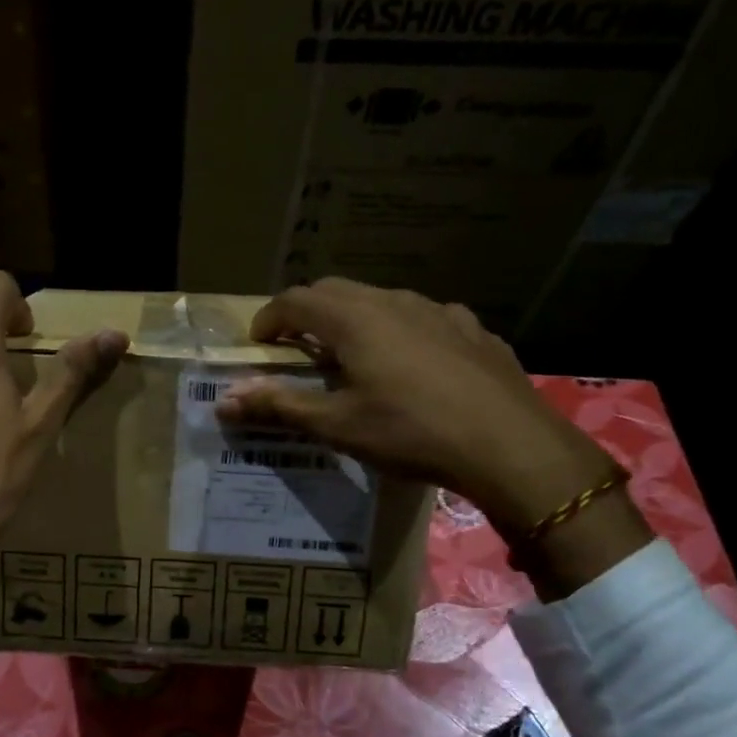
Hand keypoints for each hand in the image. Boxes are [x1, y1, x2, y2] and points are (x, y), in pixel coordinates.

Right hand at [216, 278, 615, 537]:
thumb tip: (225, 398)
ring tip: (352, 357)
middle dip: (308, 313)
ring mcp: (439, 311)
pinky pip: (422, 318)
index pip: (296, 299)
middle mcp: (394, 301)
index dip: (269, 317)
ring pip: (381, 300)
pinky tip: (410, 364)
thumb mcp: (338, 425)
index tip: (258, 342)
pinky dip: (399, 331)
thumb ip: (279, 405)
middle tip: (297, 348)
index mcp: (355, 319)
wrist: (510, 446)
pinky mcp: (473, 329)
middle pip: (337, 291)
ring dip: (354, 320)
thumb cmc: (411, 432)